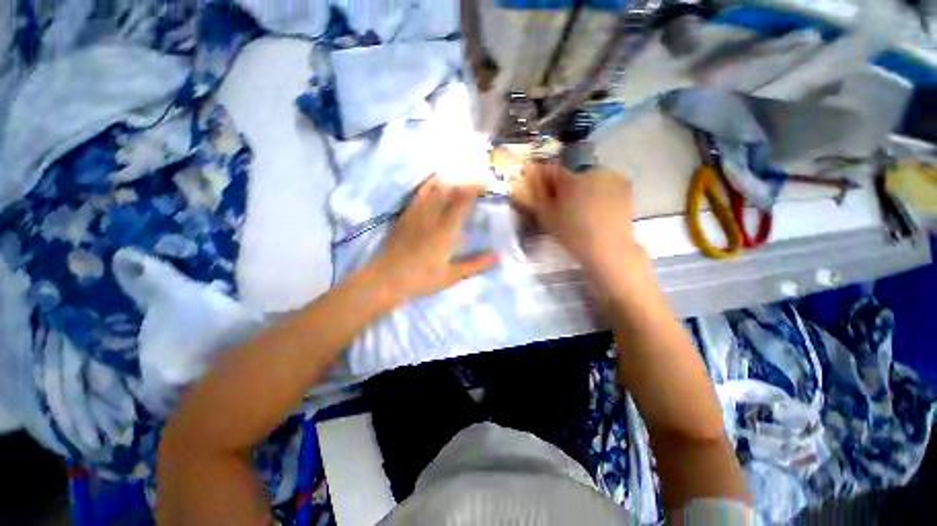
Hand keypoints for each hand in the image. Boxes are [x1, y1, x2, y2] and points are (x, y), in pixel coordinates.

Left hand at [373, 176, 498, 301]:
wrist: (387, 279)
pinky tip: (435, 183)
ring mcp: (416, 213)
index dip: (476, 189)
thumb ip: (476, 265)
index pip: (463, 201)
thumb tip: (497, 256)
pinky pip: (419, 193)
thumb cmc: (422, 280)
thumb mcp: (452, 276)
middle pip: (450, 190)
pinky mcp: (406, 215)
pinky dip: (430, 185)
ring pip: (435, 189)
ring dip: (450, 183)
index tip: (487, 184)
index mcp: (446, 231)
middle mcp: (432, 216)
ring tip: (460, 183)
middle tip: (477, 185)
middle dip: (465, 184)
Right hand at [513, 162, 647, 284]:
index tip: (545, 194)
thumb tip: (524, 181)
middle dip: (565, 187)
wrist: (609, 248)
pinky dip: (599, 192)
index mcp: (570, 178)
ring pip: (588, 179)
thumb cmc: (573, 234)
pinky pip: (604, 184)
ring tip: (583, 211)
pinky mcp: (625, 186)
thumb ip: (535, 196)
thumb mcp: (547, 217)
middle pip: (571, 175)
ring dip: (582, 189)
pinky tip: (599, 209)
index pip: (551, 170)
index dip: (545, 182)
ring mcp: (611, 177)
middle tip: (564, 207)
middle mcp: (591, 171)